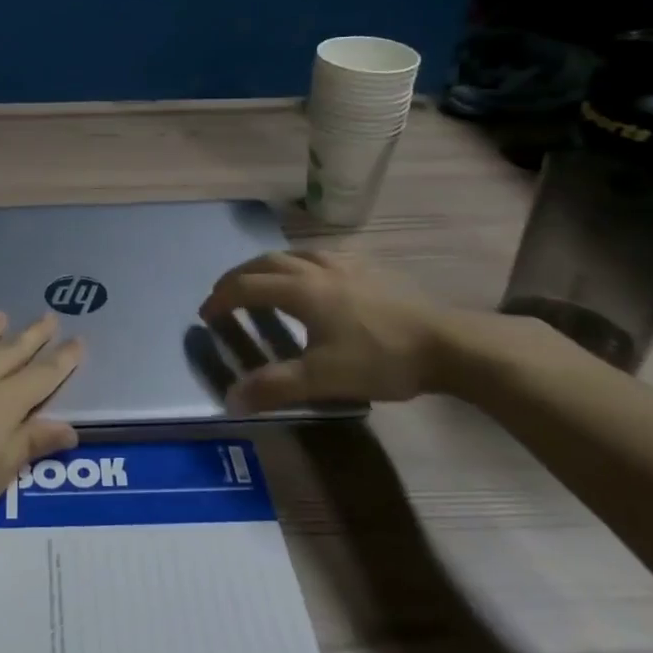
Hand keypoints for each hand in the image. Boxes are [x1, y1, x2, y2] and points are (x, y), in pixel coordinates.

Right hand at [199, 250, 464, 410]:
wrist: (447, 343)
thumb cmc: (380, 358)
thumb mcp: (323, 378)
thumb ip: (275, 387)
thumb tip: (231, 399)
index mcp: (301, 291)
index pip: (247, 287)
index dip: (221, 298)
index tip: (205, 313)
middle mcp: (316, 269)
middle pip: (265, 262)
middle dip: (238, 276)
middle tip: (224, 293)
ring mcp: (345, 264)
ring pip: (294, 253)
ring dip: (268, 265)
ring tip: (262, 281)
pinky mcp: (369, 267)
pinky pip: (321, 255)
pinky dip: (300, 262)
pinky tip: (314, 275)